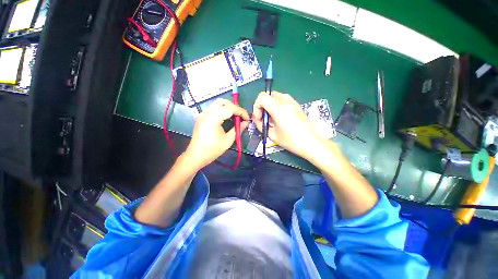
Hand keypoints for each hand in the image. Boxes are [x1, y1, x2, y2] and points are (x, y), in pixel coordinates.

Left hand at [185, 98, 249, 168]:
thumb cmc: (212, 149)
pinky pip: (214, 108)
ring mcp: (203, 113)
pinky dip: (222, 110)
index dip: (241, 112)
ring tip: (235, 117)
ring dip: (228, 108)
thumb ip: (238, 128)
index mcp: (213, 118)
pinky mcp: (202, 117)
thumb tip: (246, 122)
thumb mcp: (228, 140)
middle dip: (234, 107)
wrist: (196, 155)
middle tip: (241, 116)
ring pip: (218, 104)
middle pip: (223, 102)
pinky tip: (227, 118)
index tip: (247, 118)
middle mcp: (207, 112)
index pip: (230, 108)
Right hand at [252, 91, 323, 159]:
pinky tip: (280, 117)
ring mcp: (292, 101)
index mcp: (278, 107)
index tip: (259, 118)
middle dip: (263, 106)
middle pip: (268, 95)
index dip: (256, 107)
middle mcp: (285, 101)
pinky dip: (277, 105)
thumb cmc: (291, 140)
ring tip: (272, 118)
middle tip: (265, 118)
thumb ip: (261, 125)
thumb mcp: (272, 135)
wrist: (311, 142)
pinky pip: (283, 100)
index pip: (261, 97)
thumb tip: (257, 119)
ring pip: (275, 96)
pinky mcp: (297, 105)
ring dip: (270, 105)